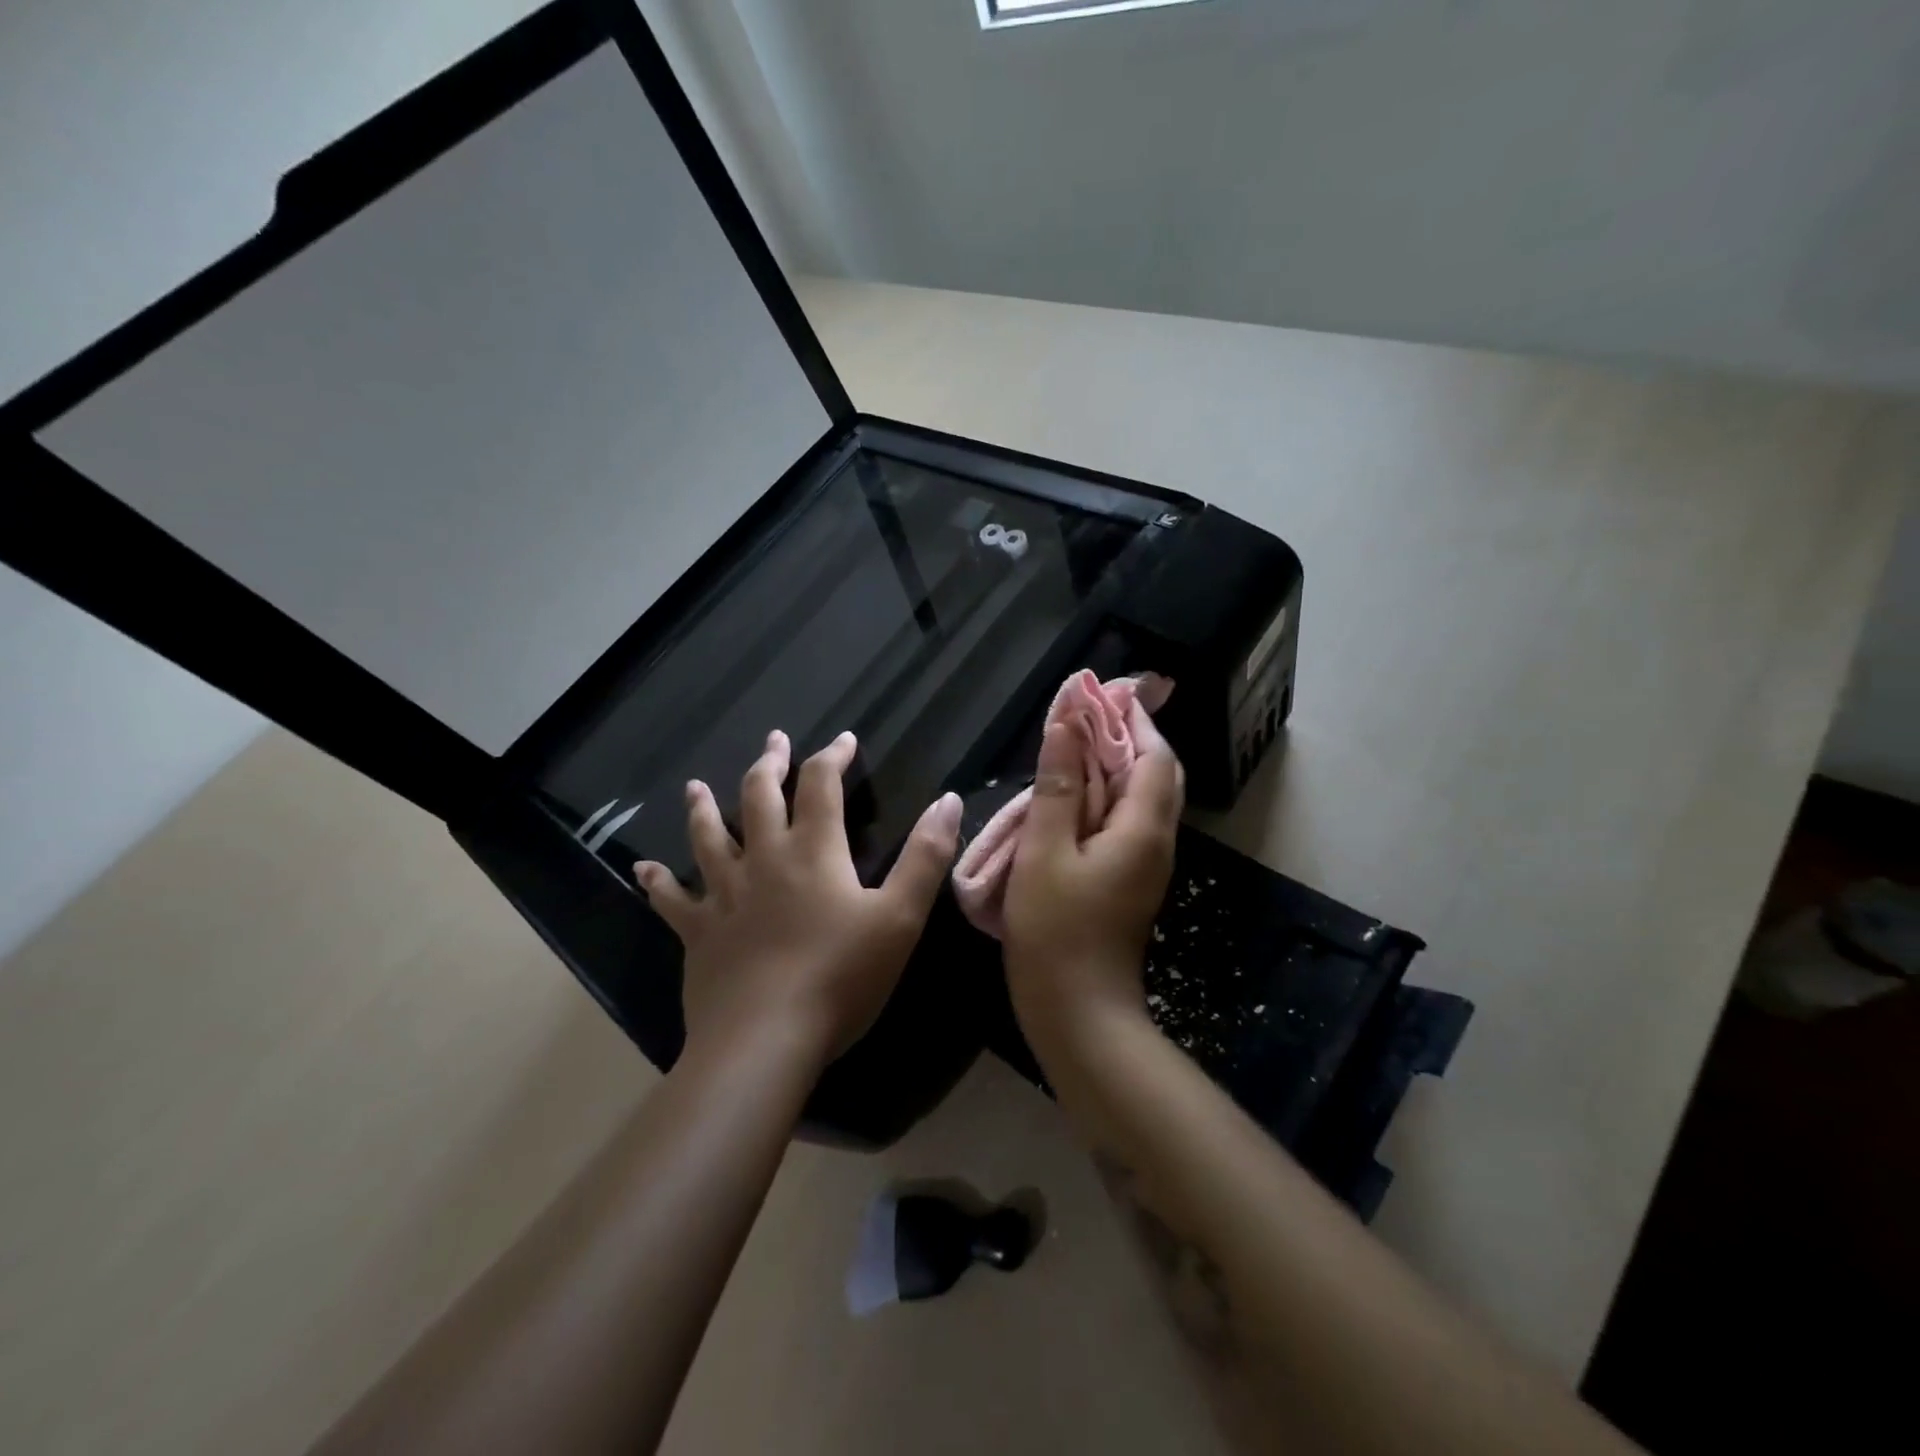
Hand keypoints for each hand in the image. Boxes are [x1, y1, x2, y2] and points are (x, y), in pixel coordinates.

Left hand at [634, 730, 962, 1069]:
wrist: (765, 1039)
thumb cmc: (841, 977)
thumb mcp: (901, 916)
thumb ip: (926, 856)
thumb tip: (948, 799)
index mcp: (814, 852)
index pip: (821, 785)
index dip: (832, 756)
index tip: (843, 739)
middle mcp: (764, 860)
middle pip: (760, 797)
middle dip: (769, 764)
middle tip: (773, 740)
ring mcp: (724, 895)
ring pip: (709, 837)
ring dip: (703, 808)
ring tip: (695, 785)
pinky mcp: (698, 933)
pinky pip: (672, 899)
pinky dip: (658, 882)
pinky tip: (643, 869)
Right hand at [1003, 699, 1183, 1051]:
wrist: (1080, 1013)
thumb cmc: (1057, 932)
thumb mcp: (1045, 853)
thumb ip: (1055, 787)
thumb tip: (1064, 727)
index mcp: (1142, 829)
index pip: (1154, 756)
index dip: (1133, 720)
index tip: (1104, 692)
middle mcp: (1155, 842)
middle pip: (1155, 774)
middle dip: (1128, 738)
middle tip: (1088, 713)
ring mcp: (1144, 865)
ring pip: (1140, 800)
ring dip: (1114, 767)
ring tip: (1074, 744)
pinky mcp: (1128, 882)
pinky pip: (1124, 824)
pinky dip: (1104, 797)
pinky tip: (1070, 796)